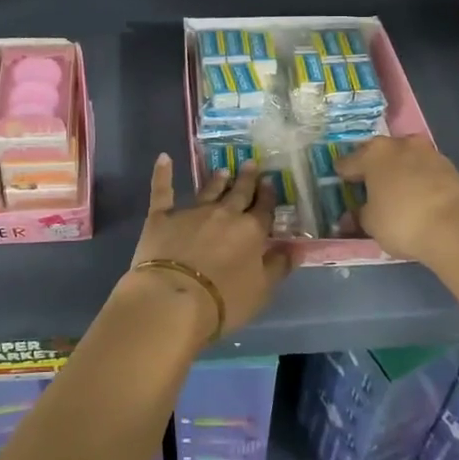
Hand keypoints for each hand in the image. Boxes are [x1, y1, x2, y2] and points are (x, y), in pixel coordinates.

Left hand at [125, 155, 292, 337]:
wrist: (174, 298)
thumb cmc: (224, 301)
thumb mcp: (262, 290)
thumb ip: (278, 266)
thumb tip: (296, 247)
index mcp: (251, 231)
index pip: (263, 210)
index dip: (268, 196)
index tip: (270, 182)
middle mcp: (224, 214)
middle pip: (239, 193)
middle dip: (246, 179)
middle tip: (251, 164)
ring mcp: (192, 212)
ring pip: (208, 190)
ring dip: (217, 180)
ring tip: (223, 169)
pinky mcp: (161, 217)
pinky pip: (162, 191)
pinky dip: (162, 174)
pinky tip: (164, 158)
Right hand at [336, 135, 458, 265]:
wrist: (456, 227)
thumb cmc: (402, 221)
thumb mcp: (371, 224)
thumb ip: (359, 216)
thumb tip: (352, 216)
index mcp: (373, 154)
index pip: (348, 162)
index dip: (342, 175)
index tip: (341, 184)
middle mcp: (399, 144)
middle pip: (378, 155)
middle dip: (373, 169)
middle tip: (369, 187)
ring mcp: (427, 152)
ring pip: (404, 159)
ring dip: (398, 172)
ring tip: (396, 192)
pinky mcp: (449, 165)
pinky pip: (424, 170)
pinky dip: (418, 180)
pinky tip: (418, 197)